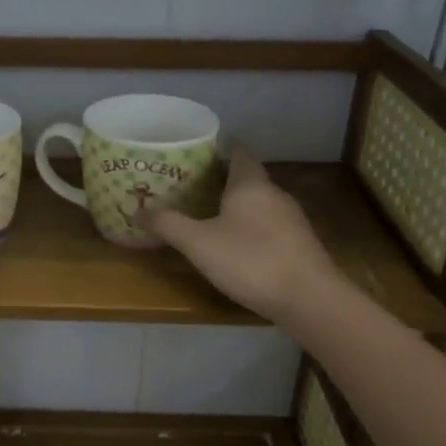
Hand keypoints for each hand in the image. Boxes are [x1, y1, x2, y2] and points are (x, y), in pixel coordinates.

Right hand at [149, 148, 342, 329]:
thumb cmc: (250, 260)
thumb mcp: (199, 243)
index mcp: (251, 184)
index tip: (198, 147)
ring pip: (259, 202)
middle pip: (247, 177)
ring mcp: (291, 219)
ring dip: (236, 204)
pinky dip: (250, 226)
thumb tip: (137, 211)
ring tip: (208, 211)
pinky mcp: (299, 244)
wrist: (309, 299)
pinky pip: (269, 224)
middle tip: (191, 182)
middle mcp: (274, 194)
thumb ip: (168, 225)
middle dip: (222, 178)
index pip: (238, 151)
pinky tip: (236, 243)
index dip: (220, 146)